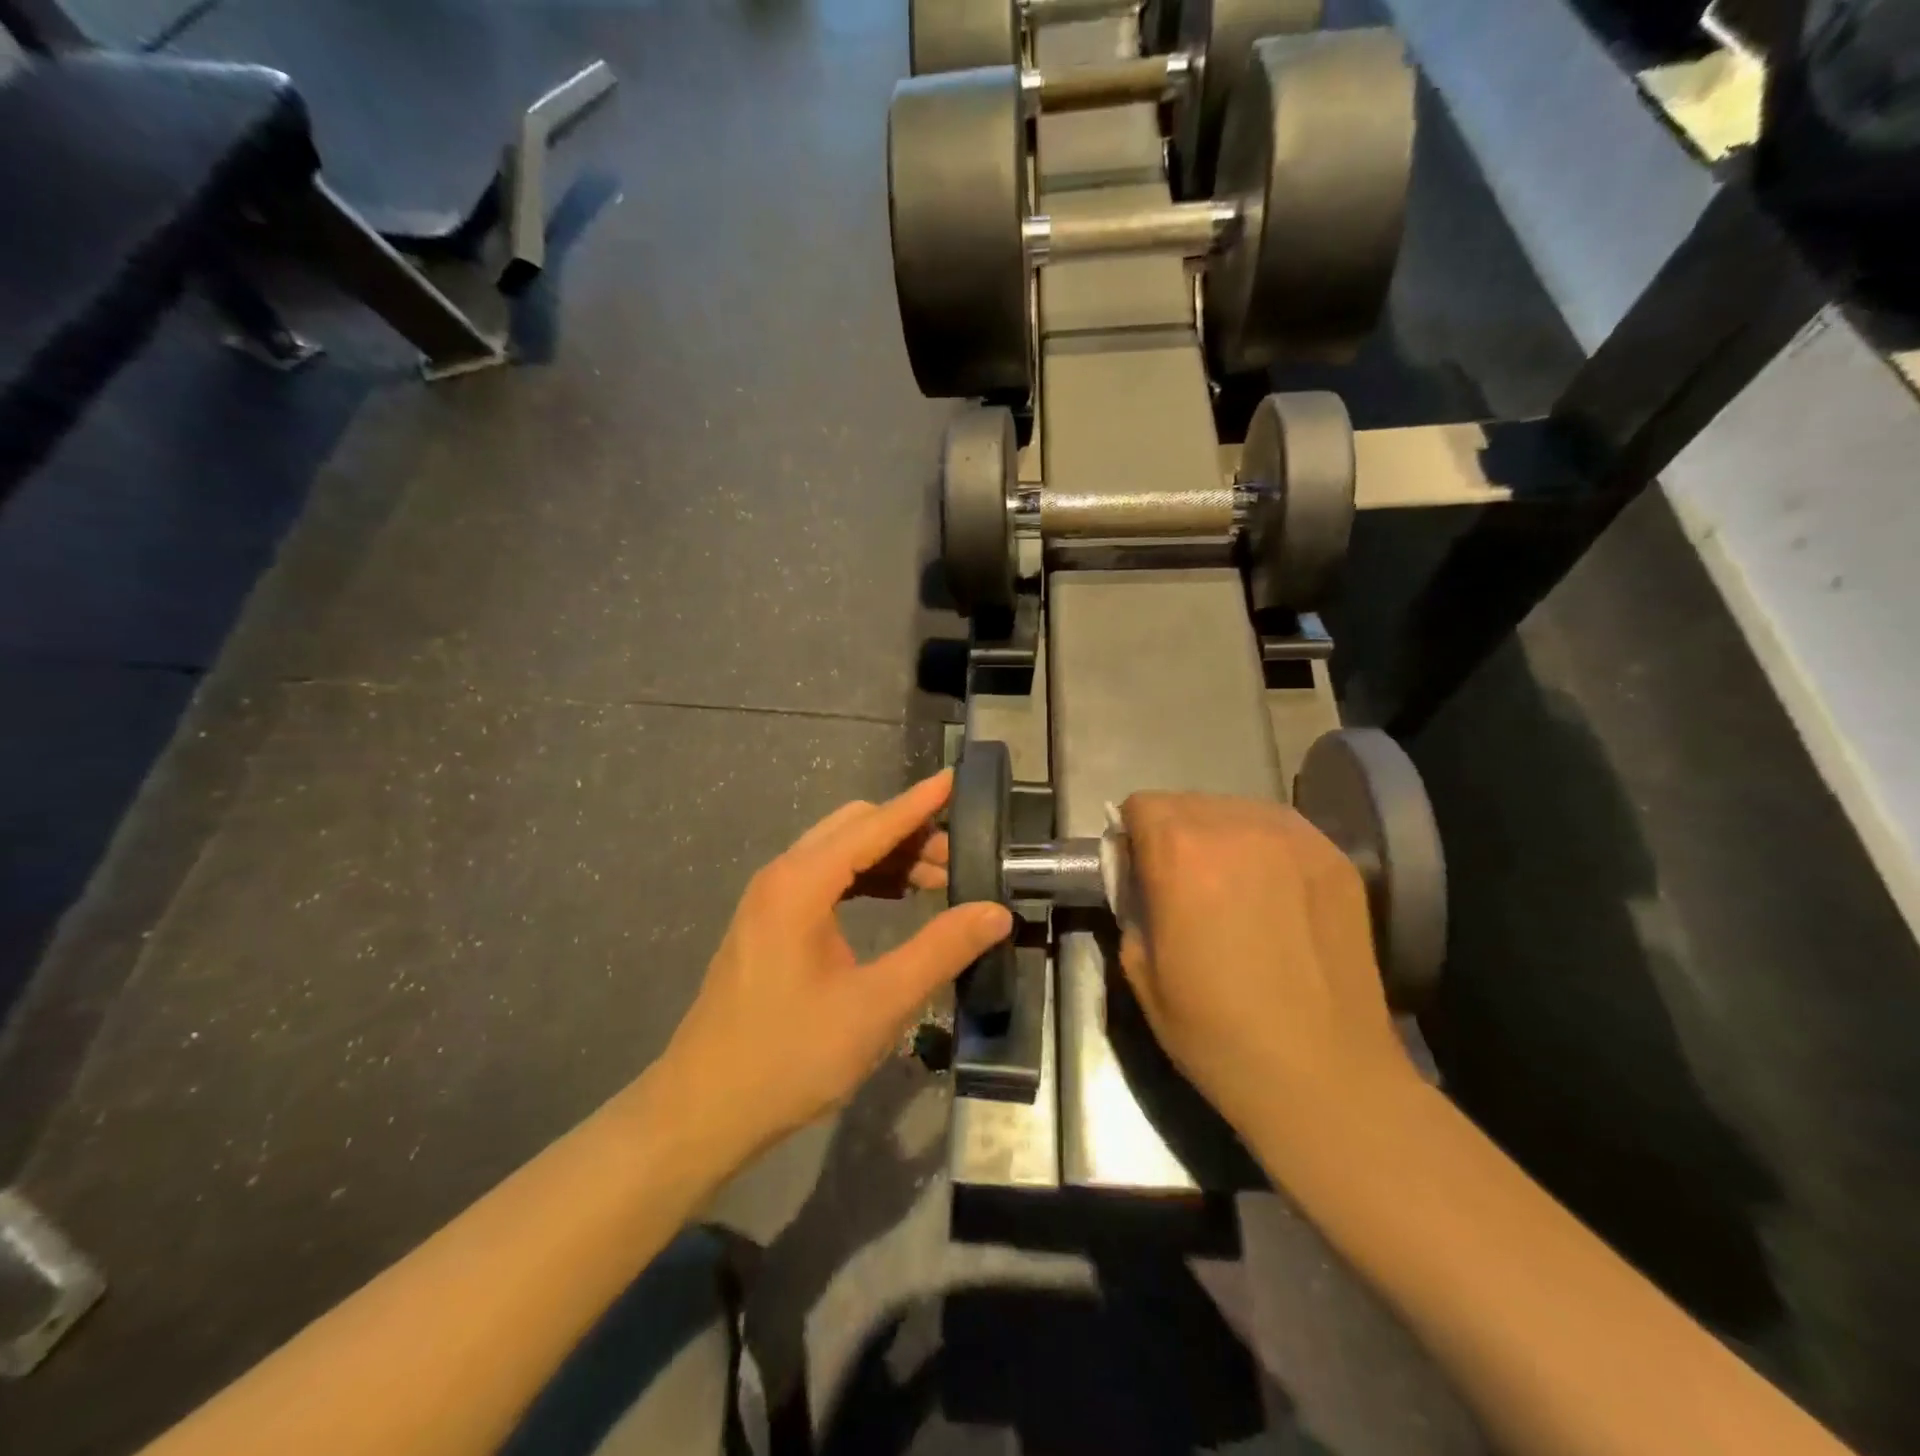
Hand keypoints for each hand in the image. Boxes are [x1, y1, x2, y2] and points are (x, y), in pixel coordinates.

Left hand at [659, 770, 1013, 1164]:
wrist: (703, 1110)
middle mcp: (781, 876)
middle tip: (959, 859)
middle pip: (854, 828)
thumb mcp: (877, 1005)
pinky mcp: (768, 924)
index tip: (956, 778)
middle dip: (908, 832)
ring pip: (838, 852)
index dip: (919, 803)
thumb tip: (995, 912)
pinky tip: (894, 900)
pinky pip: (824, 879)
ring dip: (887, 856)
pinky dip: (865, 879)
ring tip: (938, 881)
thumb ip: (940, 950)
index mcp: (801, 884)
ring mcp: (769, 900)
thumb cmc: (791, 1056)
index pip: (873, 825)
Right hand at [1118, 793, 1415, 1140]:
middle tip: (1185, 886)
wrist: (1324, 1078)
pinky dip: (1265, 849)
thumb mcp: (1141, 972)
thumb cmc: (1217, 1033)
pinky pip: (1282, 830)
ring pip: (1236, 810)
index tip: (1140, 873)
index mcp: (1180, 853)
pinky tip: (1275, 896)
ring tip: (1234, 889)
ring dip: (1221, 837)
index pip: (1140, 805)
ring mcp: (1294, 839)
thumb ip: (1133, 907)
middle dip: (1174, 835)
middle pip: (1187, 803)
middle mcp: (1236, 827)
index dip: (1131, 837)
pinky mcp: (1335, 858)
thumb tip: (1143, 884)